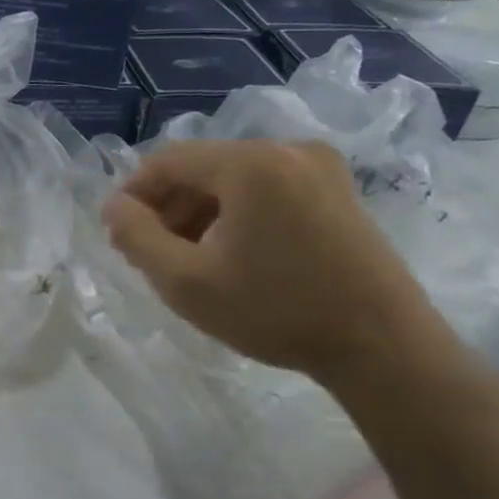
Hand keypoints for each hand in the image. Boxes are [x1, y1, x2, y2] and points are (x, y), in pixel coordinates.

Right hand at [102, 140, 451, 385]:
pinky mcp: (338, 191)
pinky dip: (236, 214)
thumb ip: (137, 237)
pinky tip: (230, 254)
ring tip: (187, 259)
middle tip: (149, 253)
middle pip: (202, 167)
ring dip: (199, 212)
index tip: (117, 235)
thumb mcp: (186, 281)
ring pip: (233, 179)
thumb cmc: (277, 311)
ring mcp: (320, 169)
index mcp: (250, 163)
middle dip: (167, 207)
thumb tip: (114, 207)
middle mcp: (286, 151)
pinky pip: (266, 189)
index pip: (167, 161)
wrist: (384, 347)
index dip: (133, 194)